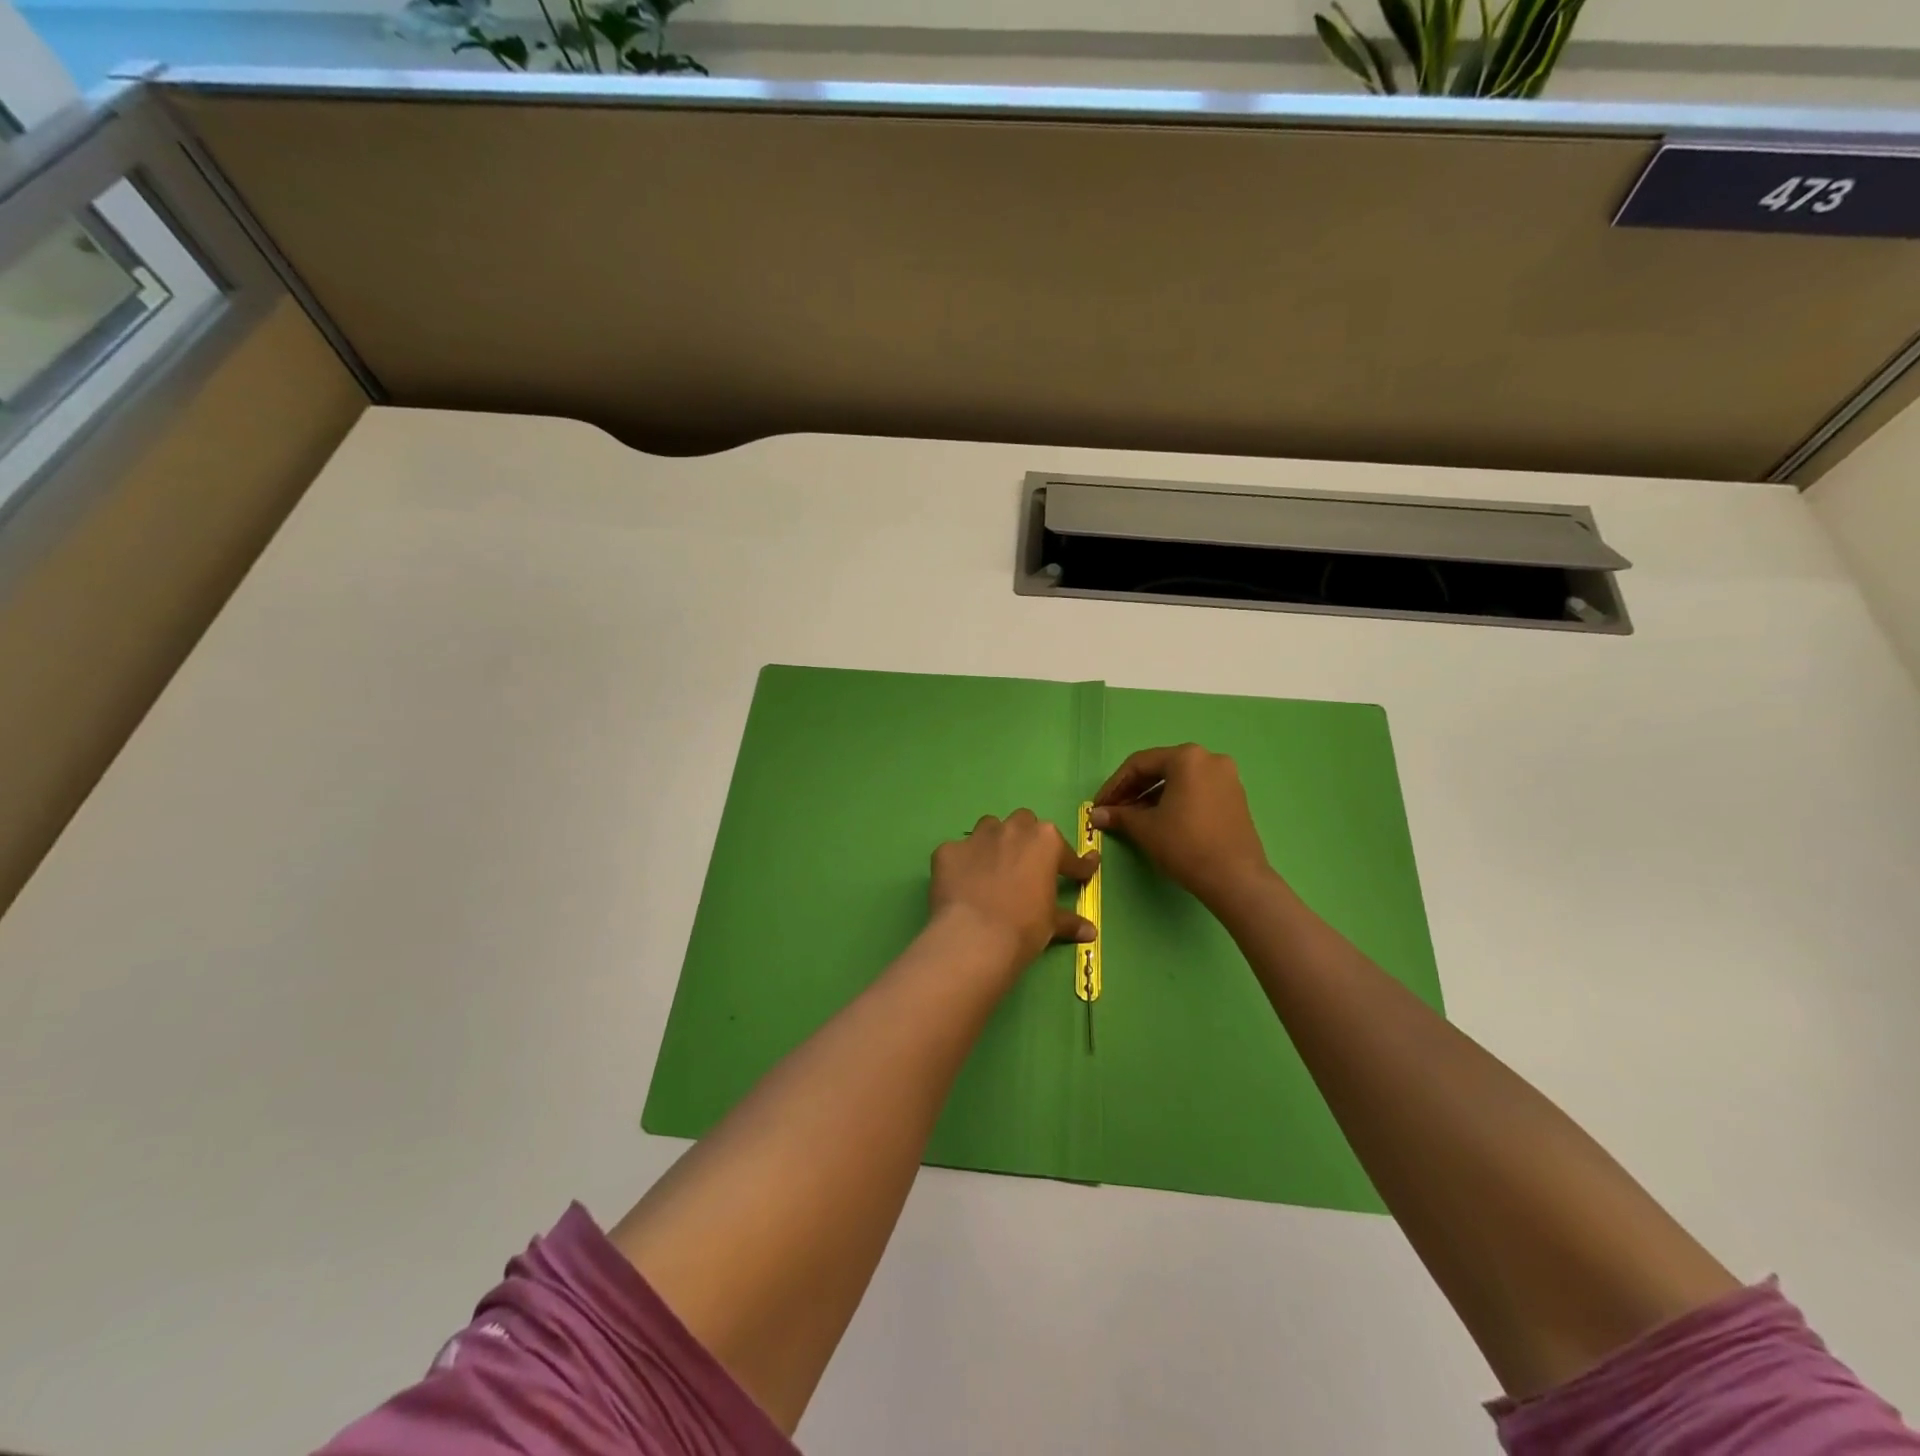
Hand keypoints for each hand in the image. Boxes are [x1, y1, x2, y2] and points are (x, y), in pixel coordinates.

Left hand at [928, 810, 1098, 973]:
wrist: (974, 937)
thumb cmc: (1024, 928)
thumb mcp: (1051, 925)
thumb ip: (1069, 921)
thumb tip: (1090, 932)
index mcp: (1045, 841)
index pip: (1067, 853)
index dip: (1075, 866)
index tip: (1080, 874)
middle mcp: (1012, 830)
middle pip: (1024, 824)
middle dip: (1027, 841)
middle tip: (1028, 866)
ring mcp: (976, 838)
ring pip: (989, 828)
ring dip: (994, 843)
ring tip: (993, 868)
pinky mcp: (947, 851)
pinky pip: (957, 852)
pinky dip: (962, 864)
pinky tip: (962, 884)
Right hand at [1091, 744, 1272, 910]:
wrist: (1235, 879)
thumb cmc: (1185, 845)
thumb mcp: (1145, 828)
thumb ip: (1119, 816)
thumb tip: (1094, 815)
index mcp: (1187, 757)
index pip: (1139, 764)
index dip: (1114, 786)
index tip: (1099, 806)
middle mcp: (1209, 759)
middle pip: (1161, 769)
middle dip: (1133, 790)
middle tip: (1113, 812)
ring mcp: (1227, 778)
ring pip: (1179, 780)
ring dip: (1152, 797)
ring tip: (1133, 819)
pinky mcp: (1235, 797)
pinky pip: (1196, 791)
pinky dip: (1174, 801)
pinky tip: (1160, 821)